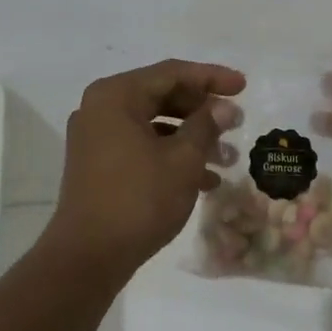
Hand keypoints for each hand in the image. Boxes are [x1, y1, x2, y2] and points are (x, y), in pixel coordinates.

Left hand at [44, 60, 244, 279]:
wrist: (87, 257)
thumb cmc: (138, 199)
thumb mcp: (182, 160)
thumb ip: (206, 126)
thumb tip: (225, 108)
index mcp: (117, 95)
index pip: (172, 73)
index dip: (211, 78)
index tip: (243, 86)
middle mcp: (101, 108)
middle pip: (162, 96)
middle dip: (202, 111)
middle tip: (236, 123)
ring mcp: (96, 137)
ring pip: (154, 124)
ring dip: (191, 138)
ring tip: (228, 158)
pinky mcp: (98, 164)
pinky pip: (141, 146)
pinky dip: (171, 156)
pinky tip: (205, 181)